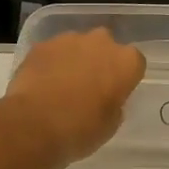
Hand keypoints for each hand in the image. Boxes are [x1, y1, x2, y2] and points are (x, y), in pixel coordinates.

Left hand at [0, 28, 146, 167]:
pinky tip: (42, 84)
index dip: (125, 77)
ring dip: (74, 60)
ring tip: (61, 86)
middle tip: (89, 86)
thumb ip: (114, 104)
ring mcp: (69, 39)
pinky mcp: (43, 45)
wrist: (34, 125)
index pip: (134, 62)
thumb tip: (106, 98)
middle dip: (100, 61)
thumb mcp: (111, 125)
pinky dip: (51, 63)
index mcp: (126, 62)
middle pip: (106, 46)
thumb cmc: (81, 129)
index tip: (116, 92)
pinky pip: (53, 51)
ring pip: (78, 46)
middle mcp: (101, 42)